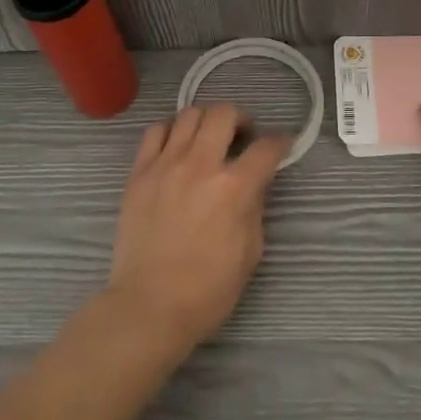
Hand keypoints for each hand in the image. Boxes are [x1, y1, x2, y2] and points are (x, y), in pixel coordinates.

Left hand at [105, 104, 288, 355]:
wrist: (150, 305)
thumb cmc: (208, 289)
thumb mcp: (250, 251)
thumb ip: (254, 207)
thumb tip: (253, 183)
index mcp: (234, 188)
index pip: (266, 148)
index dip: (280, 142)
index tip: (282, 144)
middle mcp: (200, 165)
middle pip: (224, 114)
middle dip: (241, 119)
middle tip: (243, 136)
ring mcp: (165, 165)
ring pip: (189, 114)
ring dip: (206, 121)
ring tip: (208, 138)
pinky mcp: (139, 173)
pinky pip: (156, 132)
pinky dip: (172, 131)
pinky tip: (177, 147)